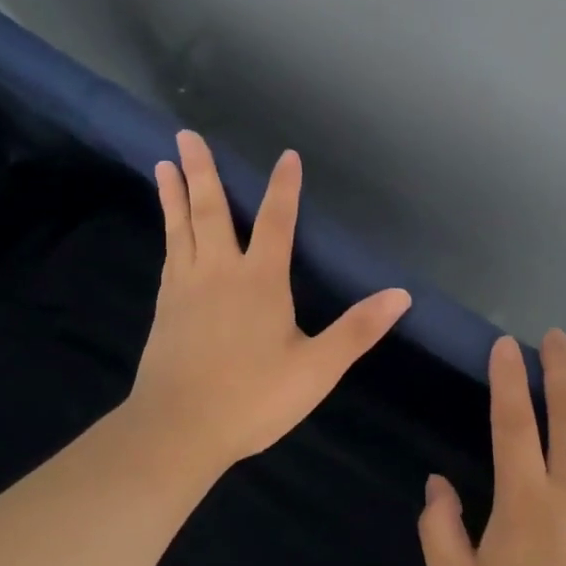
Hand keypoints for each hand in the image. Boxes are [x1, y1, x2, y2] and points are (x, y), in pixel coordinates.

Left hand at [126, 130, 411, 475]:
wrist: (177, 430)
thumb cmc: (253, 398)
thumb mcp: (317, 369)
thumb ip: (358, 329)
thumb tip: (402, 295)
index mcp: (260, 281)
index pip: (276, 221)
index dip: (284, 187)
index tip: (286, 156)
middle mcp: (219, 272)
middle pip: (211, 211)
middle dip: (202, 171)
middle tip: (186, 134)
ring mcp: (186, 288)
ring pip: (181, 228)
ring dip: (175, 193)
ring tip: (163, 163)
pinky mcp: (165, 308)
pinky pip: (169, 255)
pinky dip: (168, 231)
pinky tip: (168, 230)